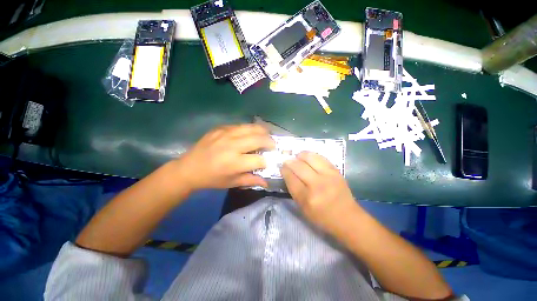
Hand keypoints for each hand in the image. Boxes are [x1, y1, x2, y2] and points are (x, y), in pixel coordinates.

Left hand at [174, 124, 274, 190]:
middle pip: (259, 139)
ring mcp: (225, 134)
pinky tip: (249, 134)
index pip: (259, 159)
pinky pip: (241, 125)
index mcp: (234, 163)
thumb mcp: (232, 183)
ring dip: (263, 131)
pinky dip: (249, 129)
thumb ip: (251, 180)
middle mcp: (231, 146)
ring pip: (252, 128)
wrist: (189, 168)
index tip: (269, 161)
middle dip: (270, 142)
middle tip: (272, 146)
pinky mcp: (220, 128)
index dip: (267, 161)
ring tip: (266, 136)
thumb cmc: (211, 178)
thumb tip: (267, 182)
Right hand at [281, 151, 359, 233]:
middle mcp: (317, 185)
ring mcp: (328, 176)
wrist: (347, 217)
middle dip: (290, 161)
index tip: (281, 166)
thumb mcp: (303, 208)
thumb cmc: (322, 217)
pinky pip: (321, 158)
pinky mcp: (336, 171)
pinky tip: (308, 157)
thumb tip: (288, 173)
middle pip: (299, 167)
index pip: (291, 178)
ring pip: (310, 158)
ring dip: (301, 155)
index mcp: (307, 198)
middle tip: (287, 160)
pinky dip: (312, 155)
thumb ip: (294, 190)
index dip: (284, 170)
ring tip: (297, 156)